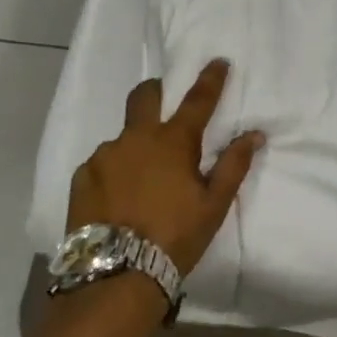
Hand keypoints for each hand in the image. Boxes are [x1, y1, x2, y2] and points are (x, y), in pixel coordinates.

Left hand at [67, 59, 265, 276]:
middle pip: (143, 97)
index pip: (197, 100)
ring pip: (122, 137)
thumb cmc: (175, 238)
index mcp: (173, 142)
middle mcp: (135, 139)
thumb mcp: (213, 205)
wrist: (116, 276)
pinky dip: (114, 171)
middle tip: (163, 101)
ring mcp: (104, 156)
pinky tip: (118, 197)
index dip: (210, 79)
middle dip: (156, 91)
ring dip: (135, 146)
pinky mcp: (82, 177)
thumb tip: (254, 134)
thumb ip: (233, 165)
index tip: (218, 61)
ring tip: (141, 180)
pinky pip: (102, 164)